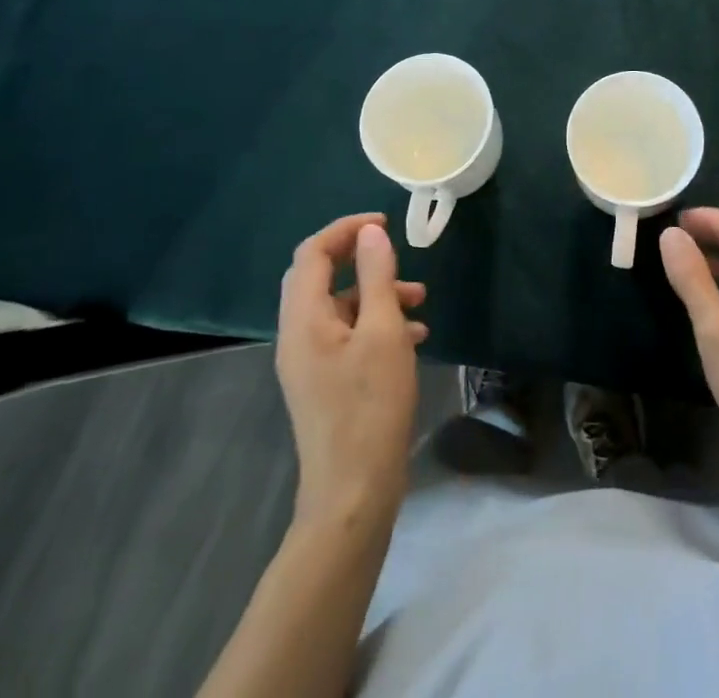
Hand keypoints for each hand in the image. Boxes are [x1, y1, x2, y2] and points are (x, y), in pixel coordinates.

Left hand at [276, 212, 427, 524]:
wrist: (353, 494)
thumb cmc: (370, 406)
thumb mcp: (383, 332)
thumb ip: (376, 277)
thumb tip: (371, 233)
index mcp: (303, 318)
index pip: (313, 253)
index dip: (346, 229)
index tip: (385, 223)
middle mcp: (297, 335)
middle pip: (321, 277)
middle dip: (362, 260)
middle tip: (397, 256)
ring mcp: (309, 361)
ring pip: (339, 307)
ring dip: (376, 293)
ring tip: (420, 300)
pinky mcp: (324, 382)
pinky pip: (347, 335)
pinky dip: (376, 324)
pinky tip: (415, 336)